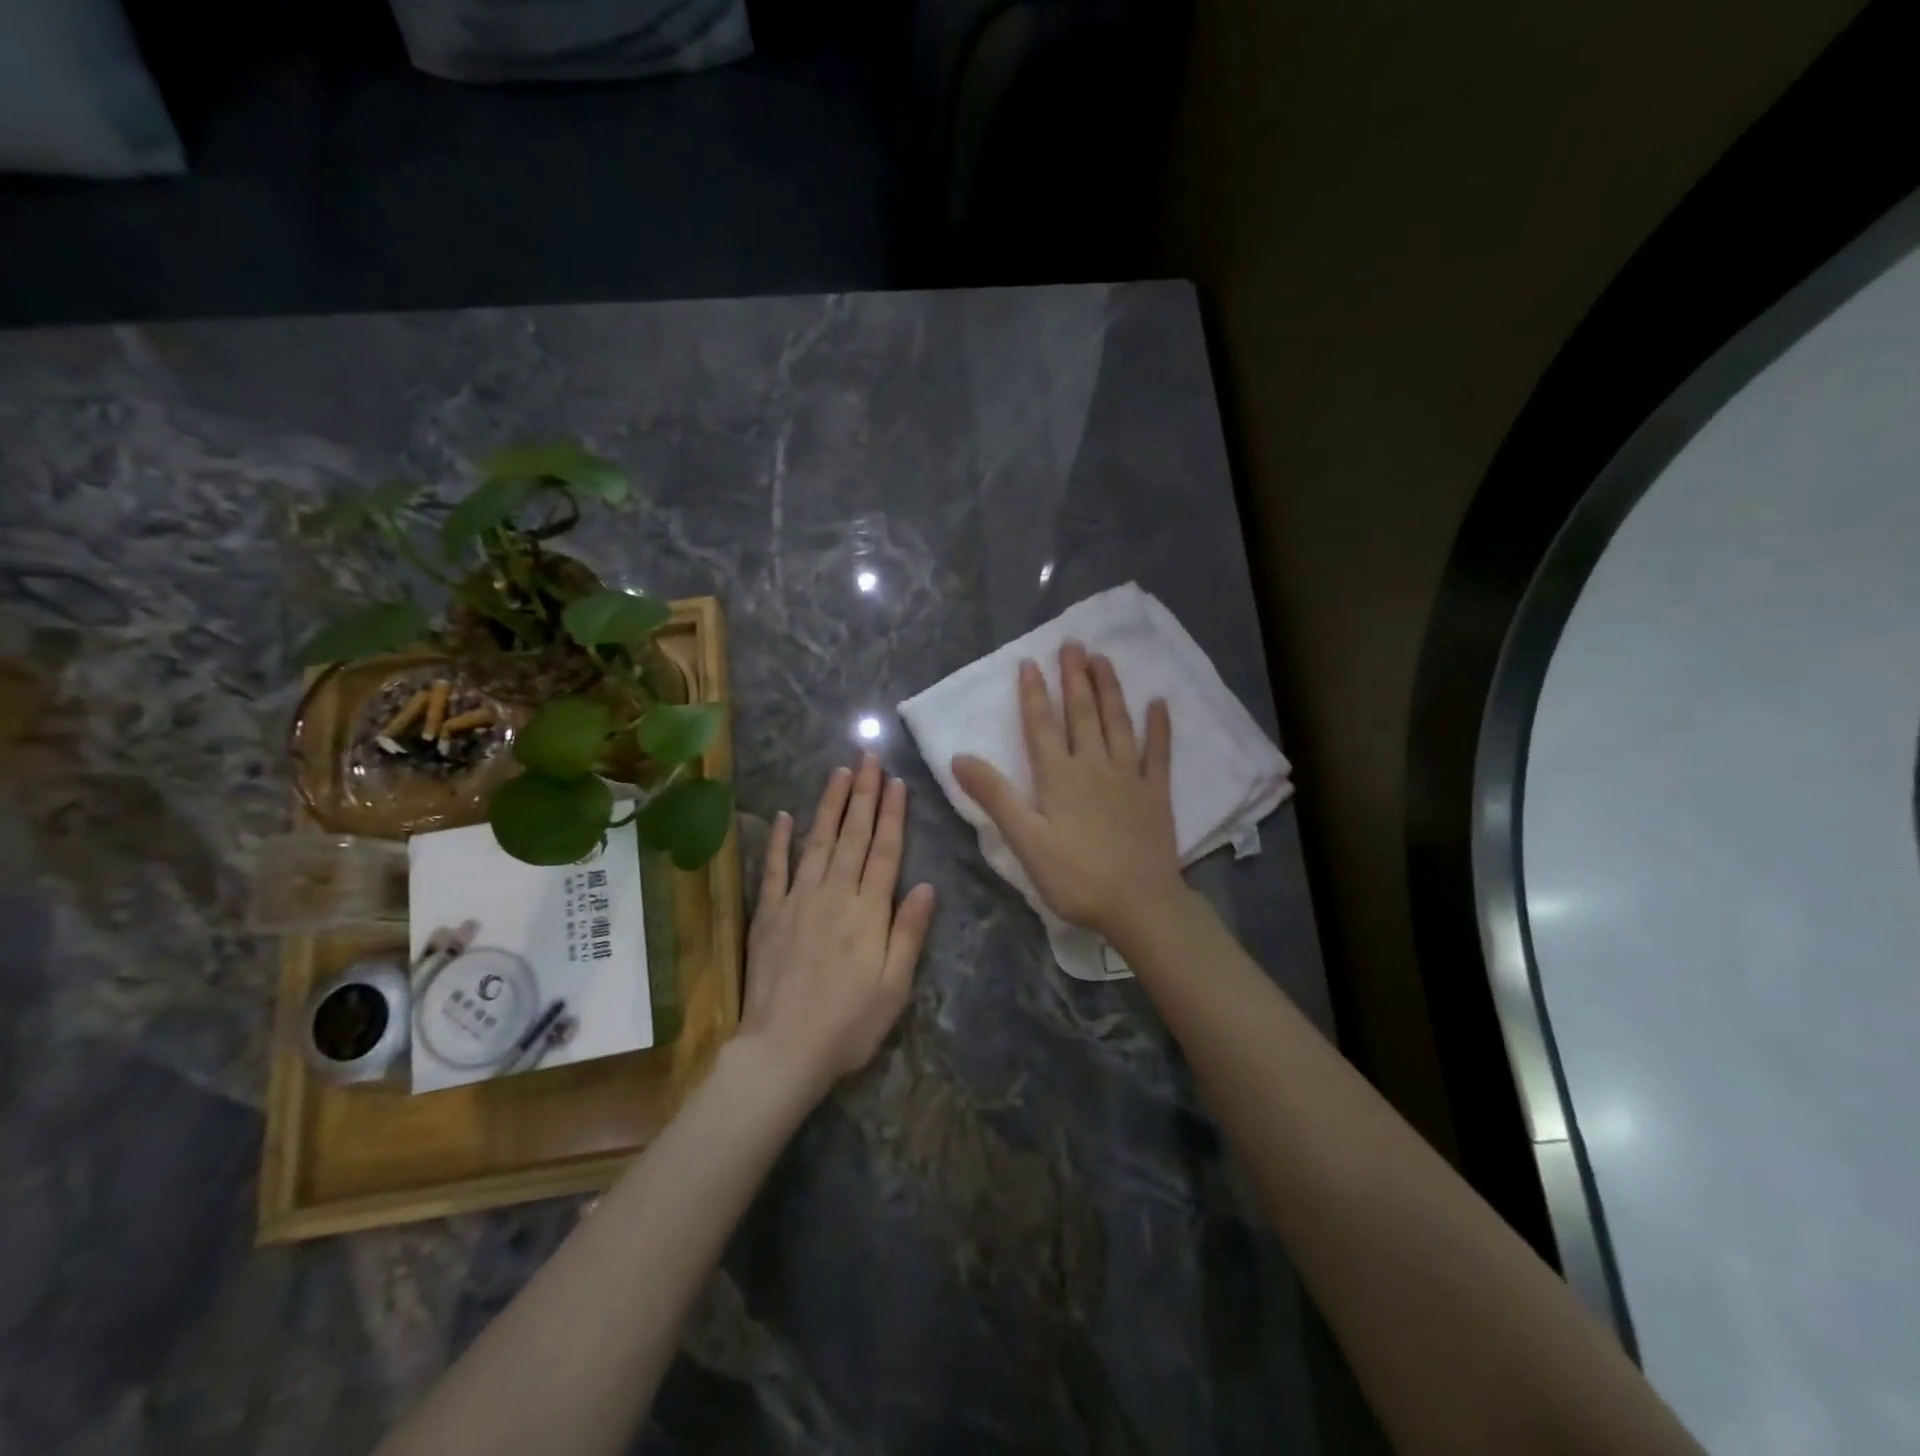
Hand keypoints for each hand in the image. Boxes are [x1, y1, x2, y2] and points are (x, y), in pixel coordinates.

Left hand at [739, 754, 936, 1100]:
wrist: (782, 1050)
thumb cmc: (848, 1024)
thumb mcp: (894, 986)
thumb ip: (909, 932)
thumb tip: (926, 885)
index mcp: (868, 911)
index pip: (885, 850)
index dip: (893, 814)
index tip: (896, 781)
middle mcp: (834, 894)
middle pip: (853, 836)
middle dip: (864, 794)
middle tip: (869, 757)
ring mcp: (798, 900)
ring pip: (818, 841)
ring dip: (830, 805)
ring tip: (840, 773)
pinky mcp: (769, 914)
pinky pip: (775, 869)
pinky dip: (780, 841)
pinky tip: (786, 816)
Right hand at [952, 642, 1183, 941]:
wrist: (1139, 904)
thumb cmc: (1075, 877)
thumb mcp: (1025, 841)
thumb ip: (995, 796)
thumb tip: (959, 757)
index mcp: (1059, 777)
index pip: (1041, 726)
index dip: (1033, 694)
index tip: (1029, 662)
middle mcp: (1094, 765)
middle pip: (1082, 714)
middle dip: (1074, 678)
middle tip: (1073, 644)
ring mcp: (1129, 776)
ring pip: (1118, 723)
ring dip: (1110, 689)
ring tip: (1104, 659)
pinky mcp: (1156, 793)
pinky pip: (1159, 752)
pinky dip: (1159, 727)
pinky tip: (1159, 703)